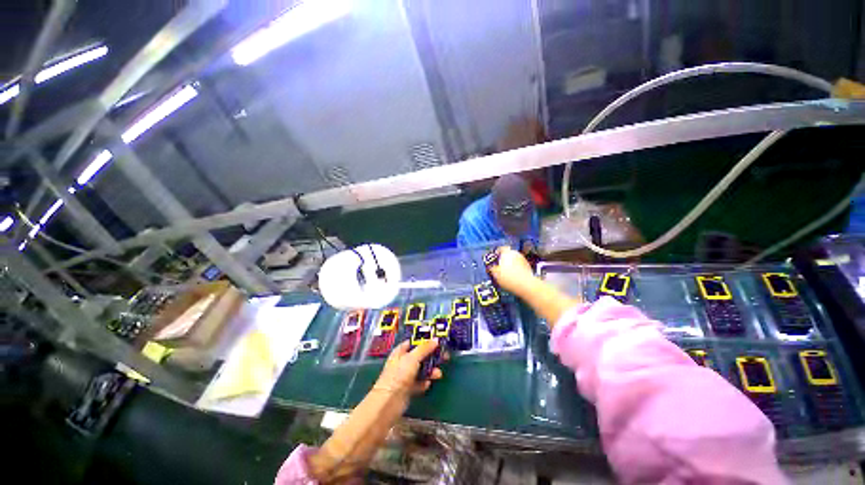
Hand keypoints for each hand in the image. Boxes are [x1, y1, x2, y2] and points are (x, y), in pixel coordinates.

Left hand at [374, 340, 443, 397]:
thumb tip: (436, 339)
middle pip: (420, 355)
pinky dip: (424, 382)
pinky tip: (427, 384)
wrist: (389, 402)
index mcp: (401, 351)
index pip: (414, 342)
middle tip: (444, 357)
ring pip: (421, 369)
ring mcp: (405, 376)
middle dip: (431, 356)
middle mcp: (403, 362)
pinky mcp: (408, 388)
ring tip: (438, 374)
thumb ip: (424, 348)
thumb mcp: (413, 358)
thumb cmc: (399, 375)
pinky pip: (419, 382)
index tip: (437, 341)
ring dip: (430, 370)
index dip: (425, 341)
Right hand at [488, 246, 536, 294]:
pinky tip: (513, 277)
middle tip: (499, 267)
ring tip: (506, 274)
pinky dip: (516, 270)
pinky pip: (520, 267)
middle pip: (508, 254)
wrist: (525, 285)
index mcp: (507, 252)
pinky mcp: (528, 267)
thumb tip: (491, 268)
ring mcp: (523, 260)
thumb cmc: (509, 277)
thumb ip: (492, 268)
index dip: (496, 254)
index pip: (500, 249)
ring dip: (510, 265)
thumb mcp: (495, 273)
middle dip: (503, 260)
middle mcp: (516, 253)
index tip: (493, 259)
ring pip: (514, 260)